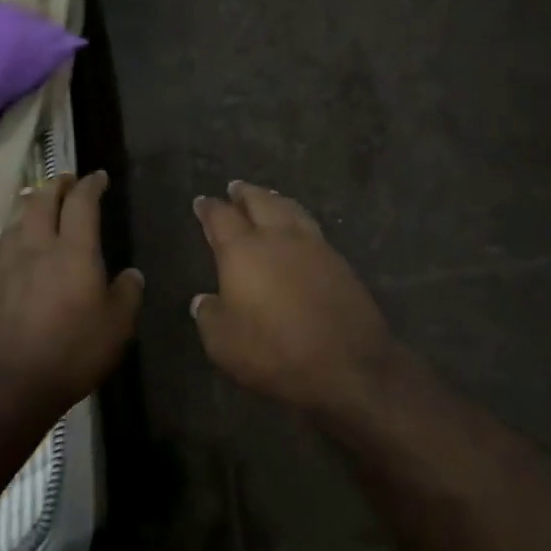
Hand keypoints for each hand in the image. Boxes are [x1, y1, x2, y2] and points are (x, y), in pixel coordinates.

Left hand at [0, 171, 142, 411]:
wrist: (8, 385)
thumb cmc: (72, 353)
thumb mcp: (118, 328)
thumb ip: (127, 294)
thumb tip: (131, 275)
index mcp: (74, 251)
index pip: (82, 202)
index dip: (91, 185)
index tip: (99, 177)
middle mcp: (37, 247)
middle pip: (42, 200)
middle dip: (56, 185)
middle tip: (67, 180)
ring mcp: (5, 264)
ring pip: (16, 220)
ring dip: (29, 205)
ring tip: (36, 202)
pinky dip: (6, 236)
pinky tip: (6, 240)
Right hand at [191, 182, 394, 412]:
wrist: (348, 363)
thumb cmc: (276, 352)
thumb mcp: (224, 344)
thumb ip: (210, 316)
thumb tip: (203, 300)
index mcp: (243, 251)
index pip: (221, 218)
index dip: (209, 208)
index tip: (202, 202)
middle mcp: (278, 238)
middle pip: (259, 202)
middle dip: (244, 193)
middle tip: (235, 187)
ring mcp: (313, 246)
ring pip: (289, 209)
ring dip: (273, 199)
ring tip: (267, 197)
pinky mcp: (339, 261)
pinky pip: (311, 227)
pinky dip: (297, 218)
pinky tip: (297, 228)